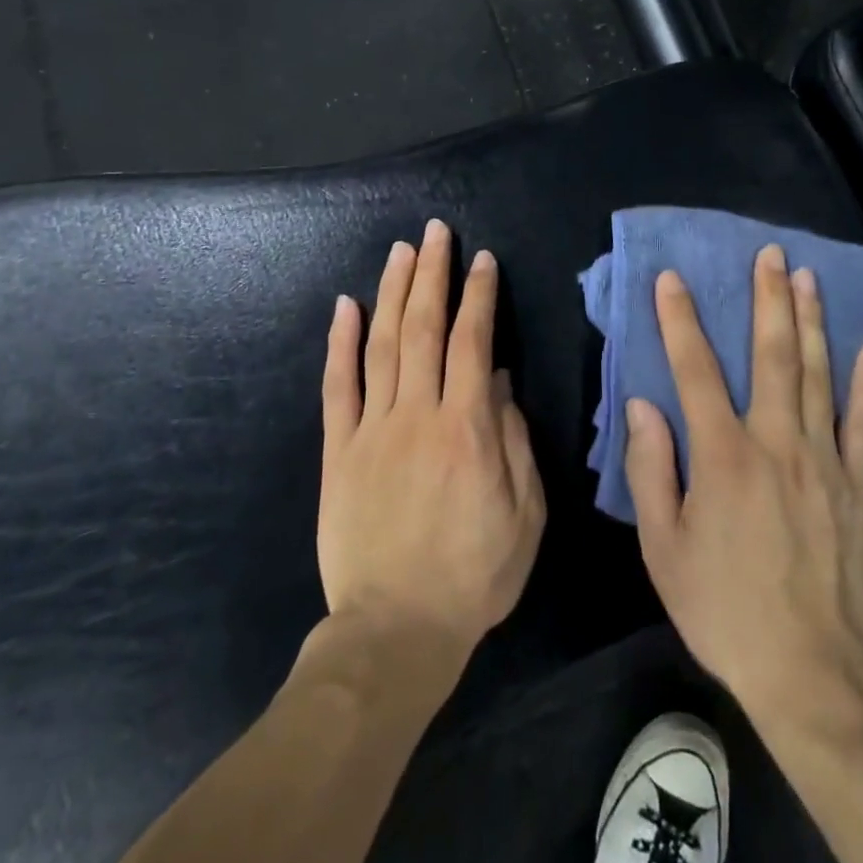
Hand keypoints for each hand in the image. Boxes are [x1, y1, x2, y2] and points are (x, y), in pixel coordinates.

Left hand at [319, 220, 545, 665]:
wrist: (395, 631)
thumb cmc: (474, 574)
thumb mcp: (524, 514)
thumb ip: (514, 441)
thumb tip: (500, 380)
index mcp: (467, 428)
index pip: (473, 342)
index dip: (479, 295)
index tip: (482, 260)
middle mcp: (418, 415)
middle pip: (423, 329)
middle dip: (432, 274)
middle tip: (435, 232)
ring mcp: (373, 430)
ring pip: (380, 345)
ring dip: (392, 292)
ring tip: (401, 250)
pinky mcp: (339, 452)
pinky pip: (337, 388)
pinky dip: (340, 343)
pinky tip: (345, 305)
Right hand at [623, 244, 862, 719]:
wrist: (815, 670)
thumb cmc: (725, 608)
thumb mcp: (664, 548)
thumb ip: (651, 470)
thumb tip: (643, 404)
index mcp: (723, 456)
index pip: (695, 369)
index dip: (680, 319)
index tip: (672, 277)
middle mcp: (776, 442)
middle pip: (771, 356)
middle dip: (768, 299)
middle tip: (770, 254)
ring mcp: (825, 460)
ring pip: (818, 374)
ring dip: (811, 321)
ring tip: (808, 277)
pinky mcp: (861, 484)